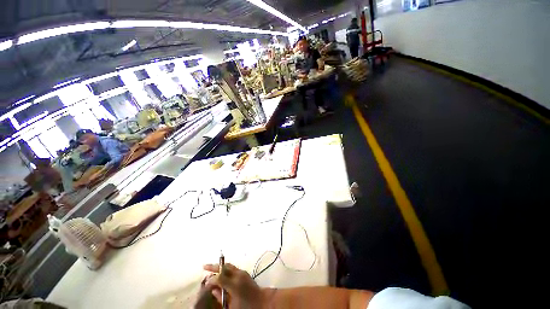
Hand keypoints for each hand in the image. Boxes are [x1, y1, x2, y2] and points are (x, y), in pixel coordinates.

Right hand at [195, 263, 265, 308]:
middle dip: (214, 266)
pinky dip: (225, 269)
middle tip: (204, 267)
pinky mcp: (244, 273)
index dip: (212, 279)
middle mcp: (239, 275)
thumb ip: (221, 297)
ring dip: (219, 267)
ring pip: (229, 266)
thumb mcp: (231, 306)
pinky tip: (221, 273)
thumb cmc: (246, 306)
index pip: (220, 277)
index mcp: (235, 284)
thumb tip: (213, 290)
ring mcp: (242, 272)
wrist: (262, 301)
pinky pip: (233, 268)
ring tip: (211, 269)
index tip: (206, 284)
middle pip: (225, 267)